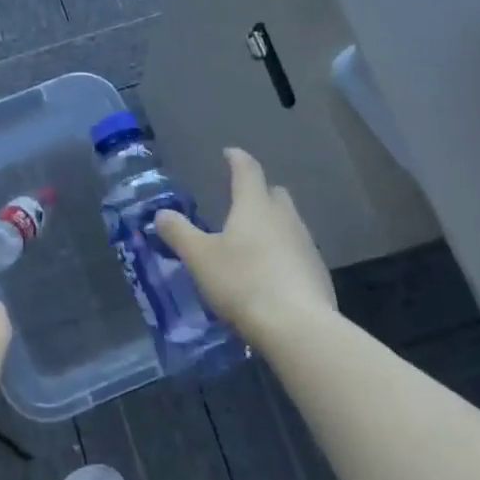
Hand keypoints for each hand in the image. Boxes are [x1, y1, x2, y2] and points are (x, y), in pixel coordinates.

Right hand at [156, 148, 335, 346]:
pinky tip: (270, 274)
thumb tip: (162, 213)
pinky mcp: (317, 272)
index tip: (229, 153)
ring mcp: (305, 244)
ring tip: (252, 241)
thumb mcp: (199, 258)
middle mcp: (284, 218)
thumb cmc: (242, 282)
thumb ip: (179, 233)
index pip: (247, 171)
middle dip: (259, 192)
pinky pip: (296, 251)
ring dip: (272, 225)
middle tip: (241, 201)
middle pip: (274, 194)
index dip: (237, 159)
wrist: (297, 326)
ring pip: (288, 223)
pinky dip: (283, 253)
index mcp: (254, 206)